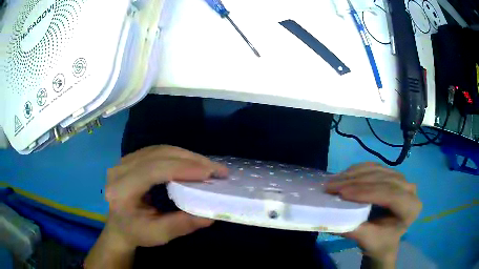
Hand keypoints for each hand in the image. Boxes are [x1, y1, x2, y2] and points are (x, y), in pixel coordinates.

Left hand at [104, 145, 228, 247]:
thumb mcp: (158, 235)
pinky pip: (157, 151)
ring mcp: (124, 161)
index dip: (182, 168)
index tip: (210, 173)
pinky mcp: (131, 159)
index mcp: (121, 190)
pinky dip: (177, 155)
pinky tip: (191, 163)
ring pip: (159, 149)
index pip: (153, 170)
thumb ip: (181, 225)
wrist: (119, 226)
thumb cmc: (136, 232)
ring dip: (186, 155)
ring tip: (208, 166)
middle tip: (216, 169)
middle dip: (190, 160)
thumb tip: (210, 215)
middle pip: (158, 155)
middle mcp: (120, 170)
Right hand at [325, 163, 421, 266]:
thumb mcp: (368, 241)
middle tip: (332, 186)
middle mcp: (410, 189)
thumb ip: (354, 230)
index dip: (367, 192)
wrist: (385, 239)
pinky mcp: (392, 174)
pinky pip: (375, 167)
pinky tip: (344, 175)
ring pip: (378, 170)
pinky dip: (358, 170)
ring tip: (334, 181)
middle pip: (383, 179)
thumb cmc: (379, 242)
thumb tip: (331, 217)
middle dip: (356, 182)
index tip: (342, 193)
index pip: (390, 194)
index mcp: (411, 208)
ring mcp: (402, 179)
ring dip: (354, 174)